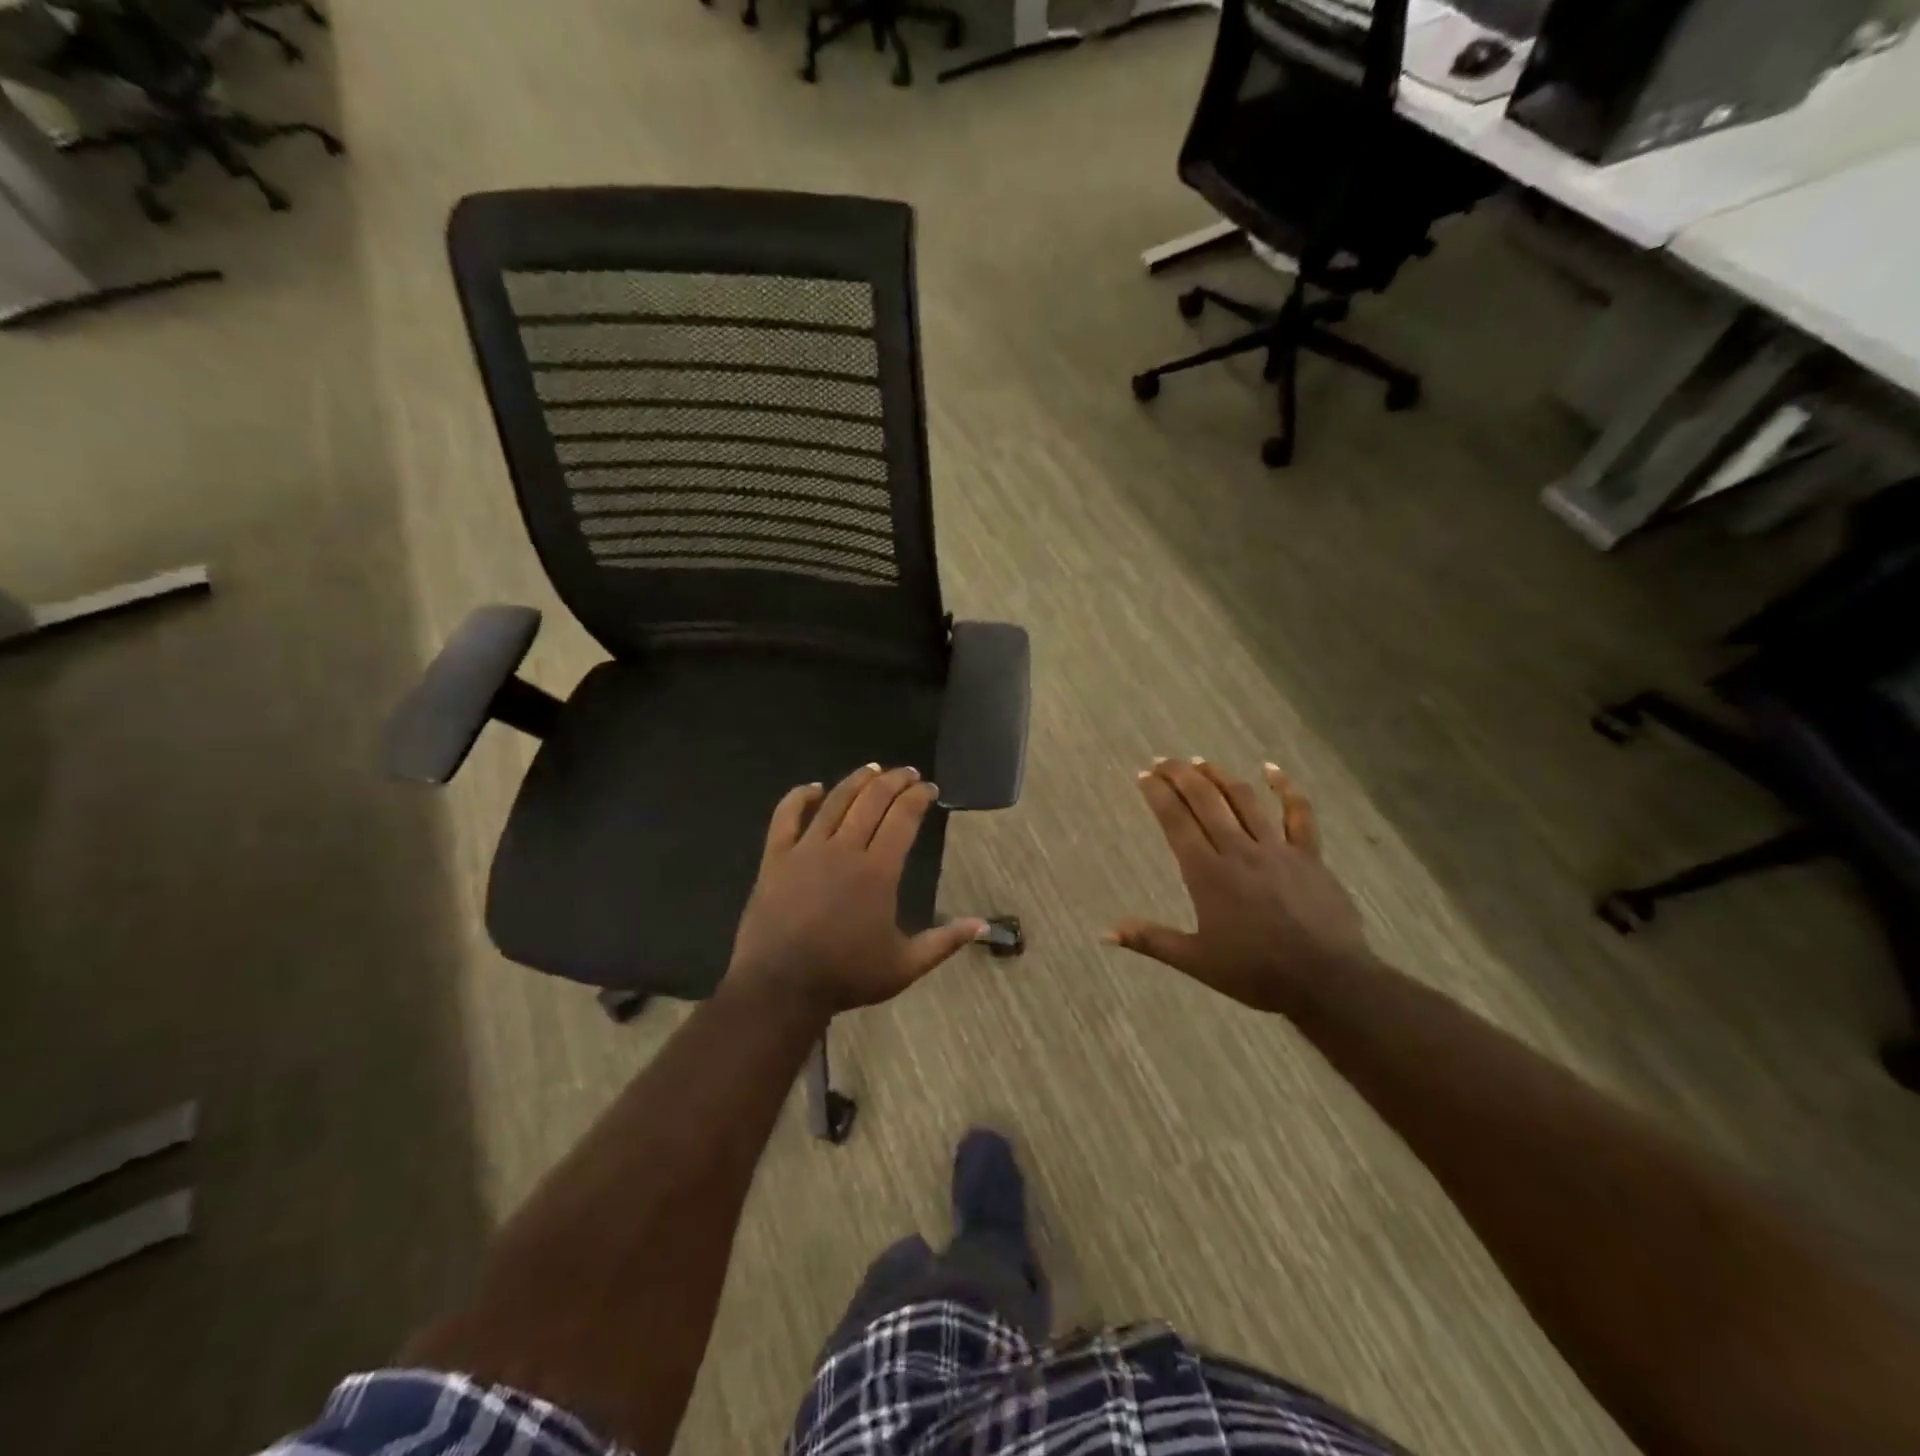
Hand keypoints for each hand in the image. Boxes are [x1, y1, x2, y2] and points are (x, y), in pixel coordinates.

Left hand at [724, 764, 985, 1017]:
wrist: (780, 987)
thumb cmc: (845, 977)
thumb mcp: (905, 966)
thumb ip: (944, 941)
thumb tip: (982, 924)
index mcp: (878, 871)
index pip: (903, 818)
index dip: (918, 797)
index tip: (930, 788)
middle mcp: (844, 849)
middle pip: (872, 801)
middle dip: (894, 781)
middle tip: (908, 772)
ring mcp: (807, 850)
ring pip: (835, 801)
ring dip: (857, 781)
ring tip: (873, 769)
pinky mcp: (776, 858)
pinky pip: (786, 816)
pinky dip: (799, 797)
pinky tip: (813, 788)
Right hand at [1105, 759, 1369, 1013]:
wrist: (1325, 980)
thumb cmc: (1255, 972)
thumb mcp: (1196, 961)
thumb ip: (1150, 941)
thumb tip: (1105, 932)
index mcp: (1208, 874)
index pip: (1176, 822)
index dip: (1158, 795)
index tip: (1144, 776)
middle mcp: (1238, 851)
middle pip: (1206, 801)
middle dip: (1181, 776)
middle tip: (1163, 761)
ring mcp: (1276, 849)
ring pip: (1244, 799)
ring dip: (1219, 776)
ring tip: (1200, 762)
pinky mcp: (1308, 855)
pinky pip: (1299, 813)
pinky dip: (1285, 787)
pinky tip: (1271, 769)